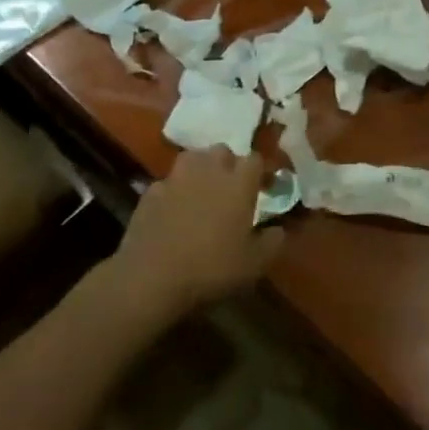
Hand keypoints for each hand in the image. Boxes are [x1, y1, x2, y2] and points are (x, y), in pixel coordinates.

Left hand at [115, 148, 282, 315]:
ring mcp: (176, 178)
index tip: (263, 188)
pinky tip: (173, 210)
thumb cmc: (211, 268)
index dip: (260, 172)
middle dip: (229, 164)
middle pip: (222, 151)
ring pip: (192, 158)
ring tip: (202, 191)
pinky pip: (168, 182)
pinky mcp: (150, 192)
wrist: (151, 278)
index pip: (255, 159)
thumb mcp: (254, 264)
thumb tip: (278, 230)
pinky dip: (174, 190)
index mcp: (239, 182)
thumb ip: (272, 242)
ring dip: (200, 169)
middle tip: (231, 188)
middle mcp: (209, 170)